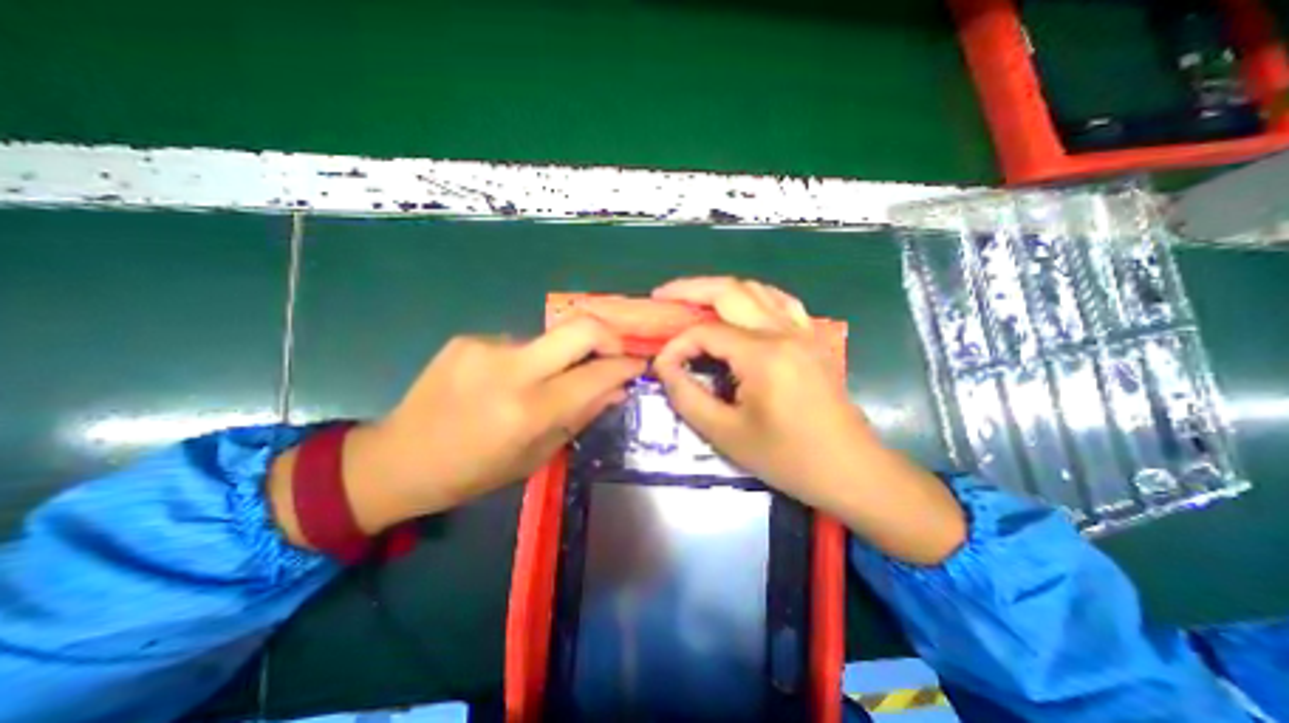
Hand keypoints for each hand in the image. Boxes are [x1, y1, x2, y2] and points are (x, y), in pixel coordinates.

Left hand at [273, 317, 645, 541]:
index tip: (639, 365)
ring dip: (560, 357)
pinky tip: (507, 382)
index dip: (626, 366)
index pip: (597, 374)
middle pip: (581, 326)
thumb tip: (616, 389)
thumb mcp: (536, 456)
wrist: (398, 459)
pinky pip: (518, 344)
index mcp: (529, 410)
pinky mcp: (468, 338)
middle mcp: (510, 369)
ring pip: (549, 339)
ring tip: (545, 383)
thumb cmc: (473, 472)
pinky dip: (528, 360)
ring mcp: (485, 346)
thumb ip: (580, 416)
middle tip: (613, 354)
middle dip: (609, 336)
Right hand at [655, 276, 874, 508]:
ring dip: (720, 289)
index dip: (677, 345)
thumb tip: (665, 368)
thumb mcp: (726, 434)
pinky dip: (752, 297)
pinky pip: (779, 302)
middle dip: (690, 289)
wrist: (850, 469)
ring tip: (692, 299)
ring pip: (756, 289)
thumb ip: (687, 397)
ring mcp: (803, 331)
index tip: (661, 366)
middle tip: (662, 295)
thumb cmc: (788, 458)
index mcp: (763, 355)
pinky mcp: (812, 338)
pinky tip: (739, 307)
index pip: (706, 332)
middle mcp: (784, 331)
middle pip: (730, 291)